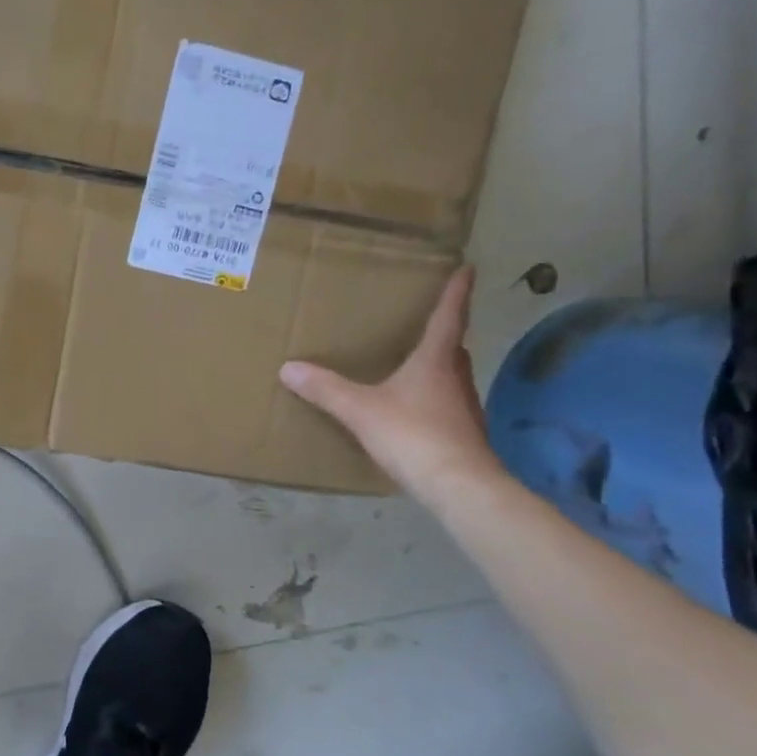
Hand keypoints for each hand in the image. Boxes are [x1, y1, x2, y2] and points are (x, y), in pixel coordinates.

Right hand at [278, 265, 500, 502]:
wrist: (459, 486)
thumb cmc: (413, 435)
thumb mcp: (361, 410)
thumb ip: (326, 389)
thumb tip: (289, 368)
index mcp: (435, 361)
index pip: (449, 317)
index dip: (457, 293)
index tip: (467, 269)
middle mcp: (455, 378)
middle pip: (452, 348)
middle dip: (443, 333)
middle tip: (426, 322)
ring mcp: (463, 408)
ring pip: (450, 377)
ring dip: (436, 367)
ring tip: (413, 365)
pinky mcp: (462, 434)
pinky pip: (445, 404)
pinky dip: (431, 398)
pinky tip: (412, 411)